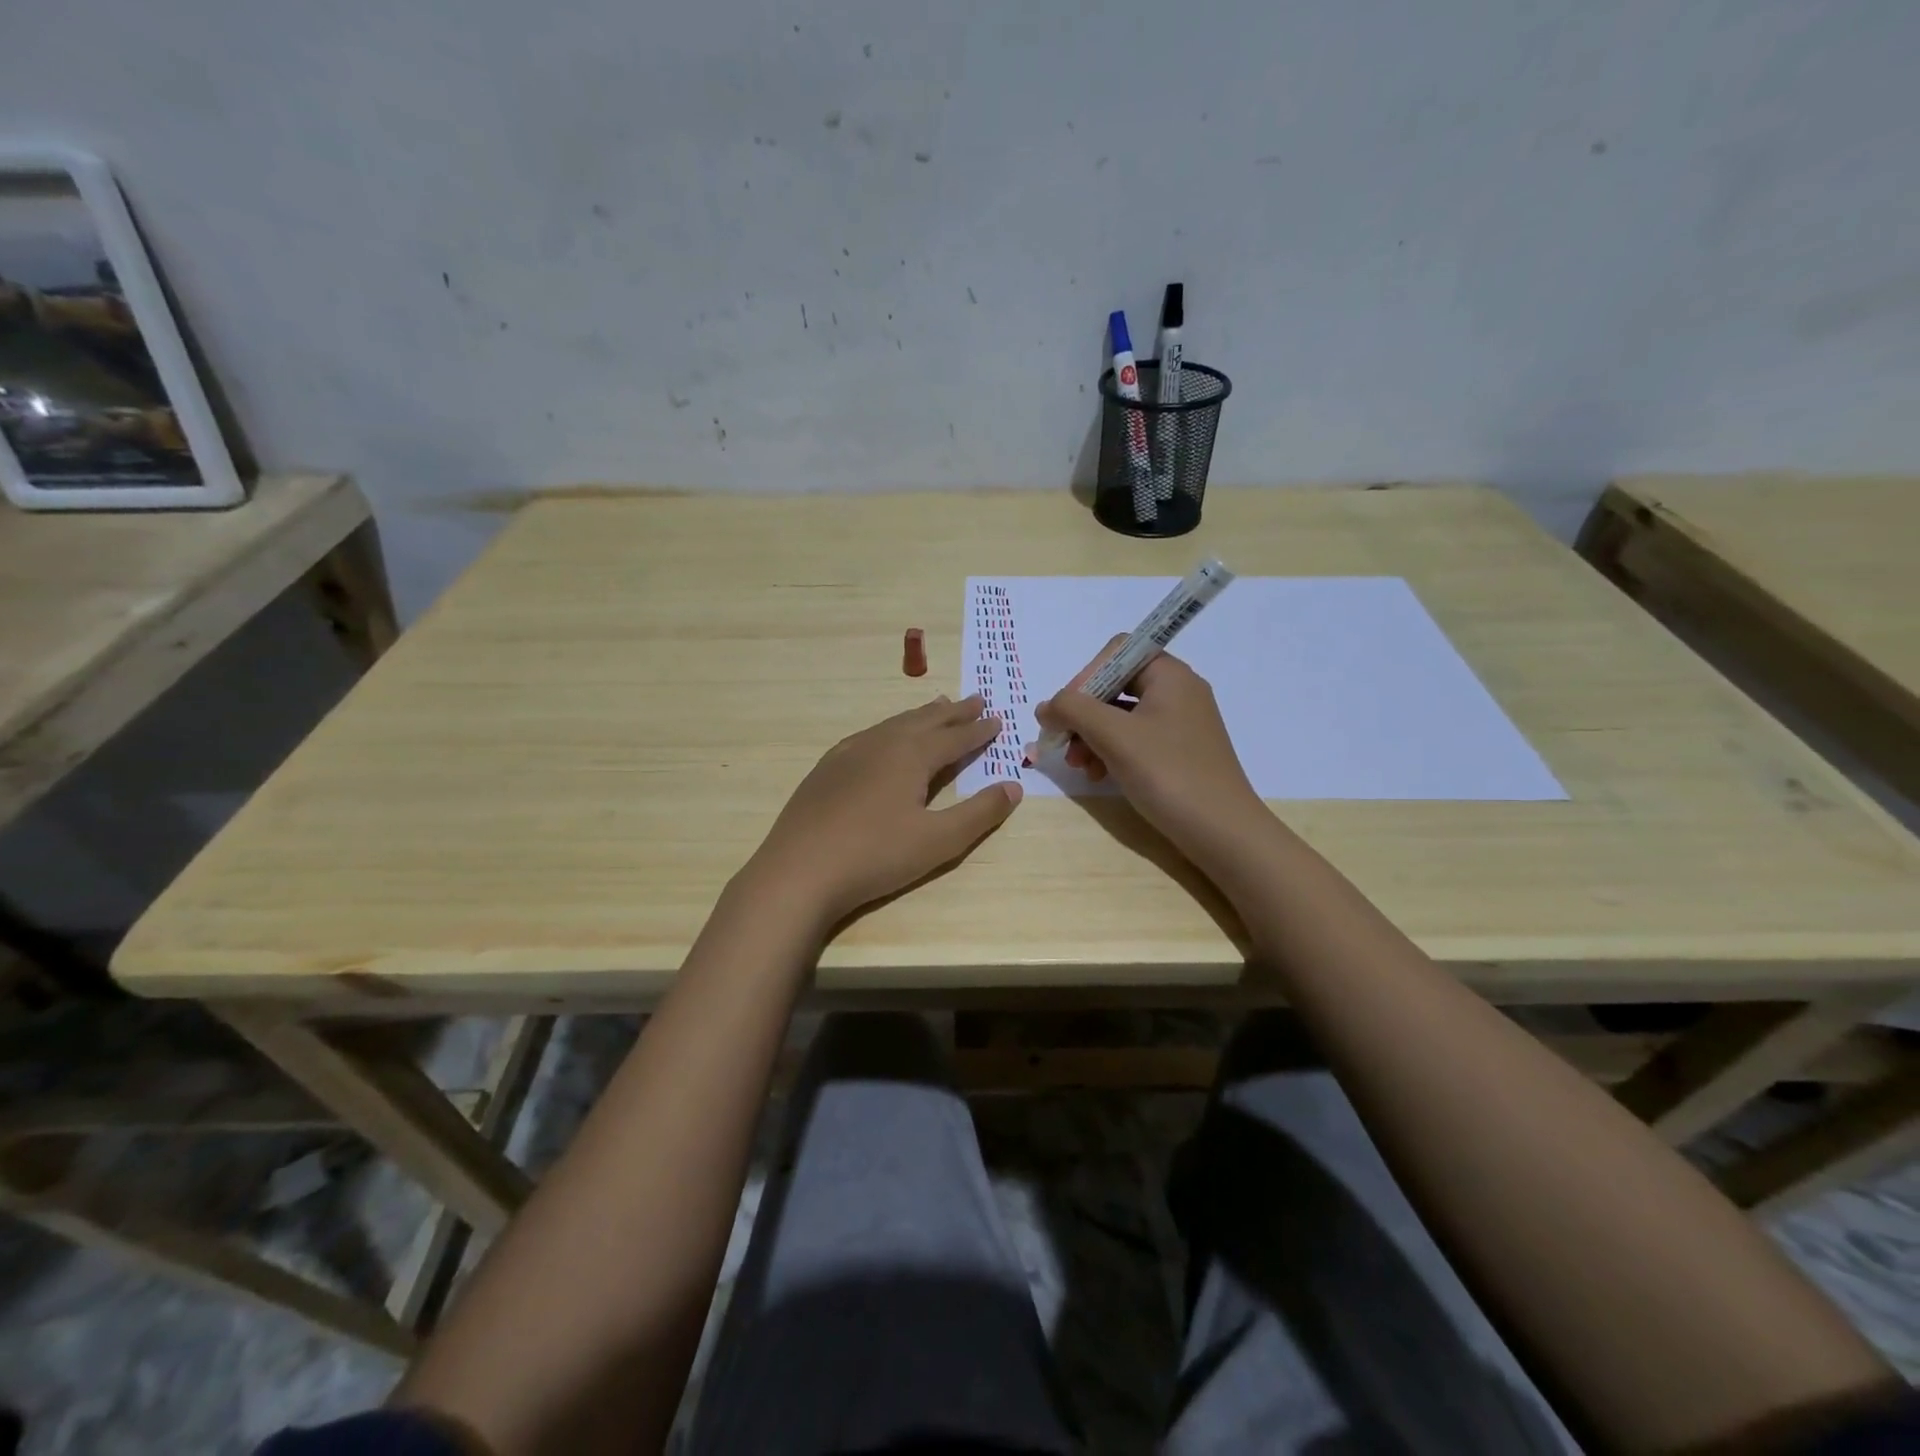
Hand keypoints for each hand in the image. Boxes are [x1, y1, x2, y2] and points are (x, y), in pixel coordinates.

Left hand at [747, 694, 1022, 924]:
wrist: (798, 871)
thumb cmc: (875, 856)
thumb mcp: (939, 841)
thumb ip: (980, 813)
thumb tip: (1014, 786)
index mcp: (911, 756)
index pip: (954, 737)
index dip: (978, 730)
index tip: (997, 719)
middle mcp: (881, 743)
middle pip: (924, 721)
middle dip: (953, 712)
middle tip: (975, 700)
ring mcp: (849, 753)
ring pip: (893, 724)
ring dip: (920, 716)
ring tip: (937, 707)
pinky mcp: (826, 769)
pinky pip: (868, 736)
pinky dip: (889, 729)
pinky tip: (883, 737)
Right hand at [1034, 640, 1267, 864]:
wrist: (1222, 832)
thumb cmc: (1168, 773)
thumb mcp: (1114, 736)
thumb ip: (1073, 710)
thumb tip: (1045, 707)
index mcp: (1169, 675)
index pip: (1116, 653)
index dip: (1084, 676)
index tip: (1066, 712)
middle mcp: (1178, 691)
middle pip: (1115, 685)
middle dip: (1084, 714)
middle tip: (1064, 744)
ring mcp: (1181, 723)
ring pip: (1121, 716)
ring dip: (1092, 736)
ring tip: (1080, 767)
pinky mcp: (1179, 752)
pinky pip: (1135, 739)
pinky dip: (1112, 752)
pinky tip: (1100, 776)